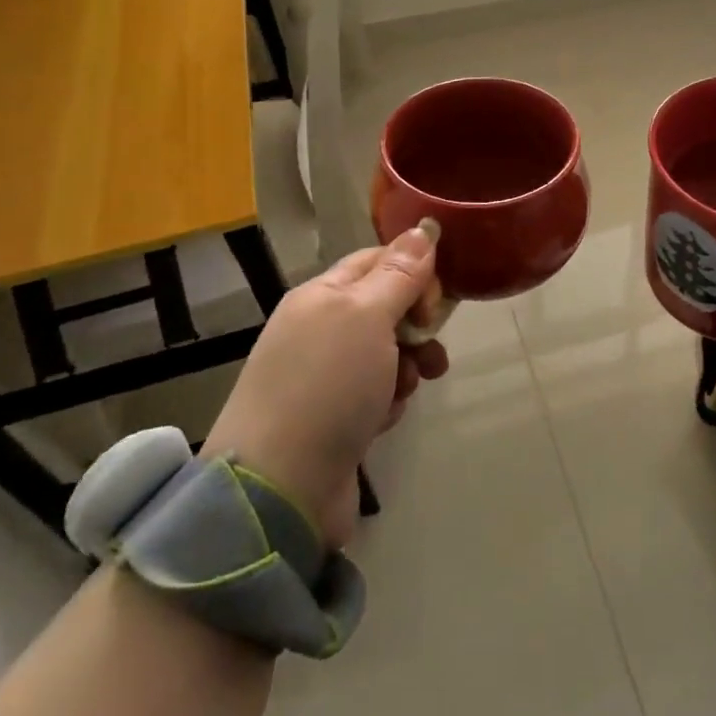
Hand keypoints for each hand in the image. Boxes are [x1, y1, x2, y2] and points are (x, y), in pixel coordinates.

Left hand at [202, 227, 449, 548]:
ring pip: (387, 353)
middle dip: (417, 323)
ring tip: (408, 388)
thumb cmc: (327, 386)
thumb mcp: (367, 317)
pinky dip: (388, 402)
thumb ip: (399, 274)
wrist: (279, 488)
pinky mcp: (334, 418)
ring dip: (408, 365)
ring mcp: (324, 376)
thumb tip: (422, 227)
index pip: (378, 260)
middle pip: (386, 307)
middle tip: (428, 342)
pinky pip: (376, 393)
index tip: (436, 300)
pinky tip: (383, 420)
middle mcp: (320, 329)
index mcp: (322, 295)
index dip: (414, 271)